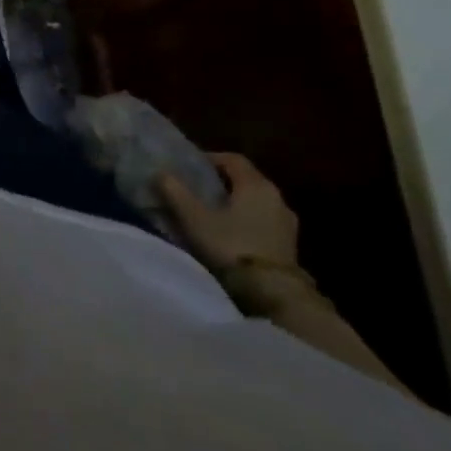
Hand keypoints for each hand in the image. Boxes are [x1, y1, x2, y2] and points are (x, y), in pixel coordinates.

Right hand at [157, 152, 298, 273]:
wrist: (273, 292)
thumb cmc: (231, 246)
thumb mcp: (194, 218)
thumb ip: (175, 192)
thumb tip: (161, 173)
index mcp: (256, 185)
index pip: (232, 159)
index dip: (210, 158)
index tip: (190, 167)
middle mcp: (276, 197)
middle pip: (246, 179)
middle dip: (221, 181)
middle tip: (196, 189)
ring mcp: (286, 221)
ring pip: (256, 201)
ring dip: (235, 202)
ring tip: (212, 213)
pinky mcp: (290, 243)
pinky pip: (264, 220)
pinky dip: (247, 220)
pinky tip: (231, 233)